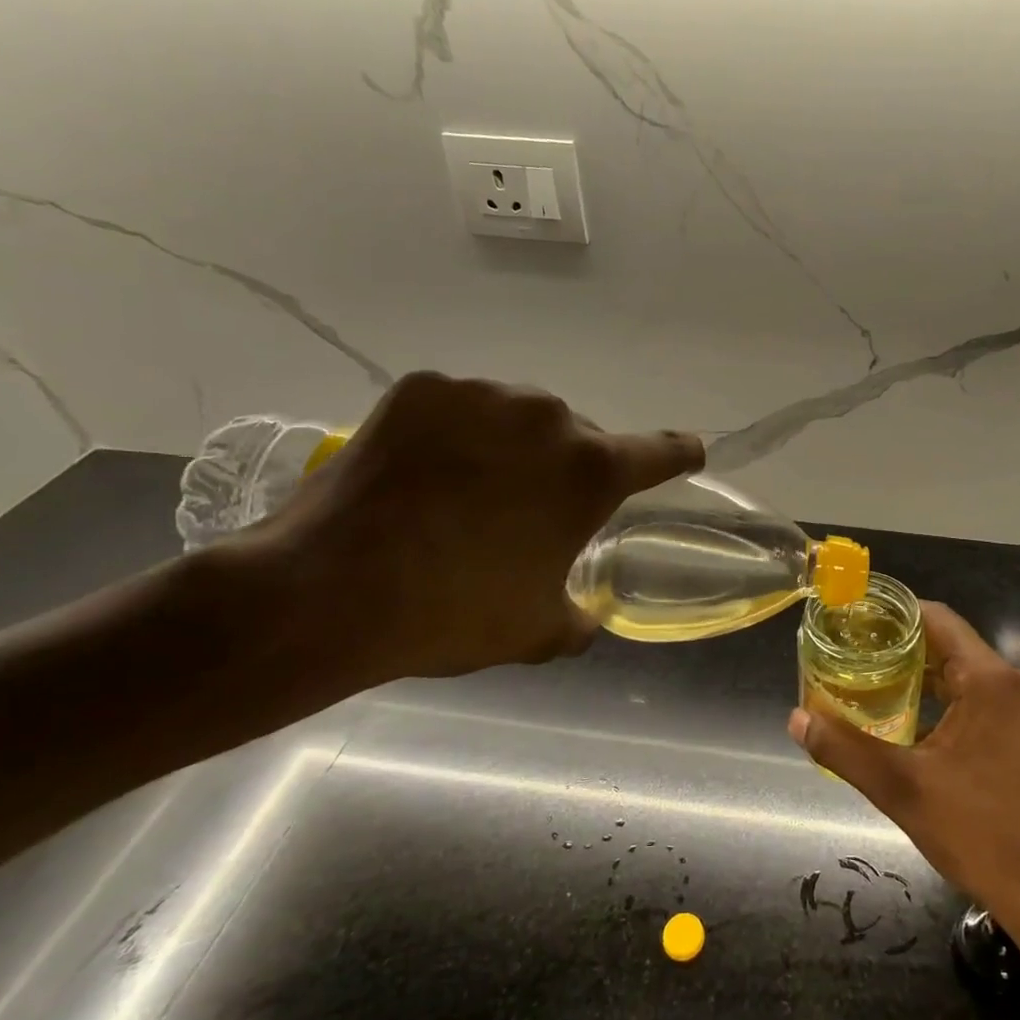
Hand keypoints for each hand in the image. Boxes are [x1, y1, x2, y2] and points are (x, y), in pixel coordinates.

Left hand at [232, 372, 701, 683]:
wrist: (331, 590)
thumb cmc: (455, 612)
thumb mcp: (538, 630)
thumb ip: (579, 617)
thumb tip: (583, 615)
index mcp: (591, 470)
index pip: (660, 451)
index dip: (678, 454)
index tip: (688, 453)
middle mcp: (547, 416)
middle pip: (577, 437)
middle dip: (565, 469)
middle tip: (528, 514)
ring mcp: (481, 395)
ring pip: (518, 419)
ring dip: (511, 449)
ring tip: (468, 495)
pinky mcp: (422, 390)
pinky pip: (460, 409)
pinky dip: (455, 436)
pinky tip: (426, 474)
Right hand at [789, 602, 1019, 932]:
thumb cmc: (981, 834)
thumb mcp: (902, 789)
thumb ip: (845, 749)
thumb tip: (798, 718)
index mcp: (990, 680)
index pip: (937, 618)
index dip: (893, 613)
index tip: (852, 619)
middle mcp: (1014, 683)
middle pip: (949, 643)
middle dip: (899, 646)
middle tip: (850, 654)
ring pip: (964, 673)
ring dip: (920, 675)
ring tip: (869, 682)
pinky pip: (979, 698)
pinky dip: (944, 699)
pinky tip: (909, 719)